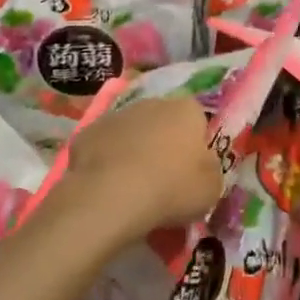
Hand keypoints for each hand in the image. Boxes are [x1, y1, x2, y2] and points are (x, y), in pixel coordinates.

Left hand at [55, 95, 221, 242]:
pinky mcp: (87, 133)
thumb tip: (203, 167)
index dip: (196, 147)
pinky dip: (107, 163)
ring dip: (134, 152)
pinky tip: (107, 188)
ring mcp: (117, 115)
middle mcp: (153, 103)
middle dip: (164, 145)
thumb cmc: (172, 188)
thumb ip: (211, 170)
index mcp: (187, 109)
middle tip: (163, 181)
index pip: (198, 121)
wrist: (112, 195)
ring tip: (132, 188)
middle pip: (163, 123)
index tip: (191, 173)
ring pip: (132, 133)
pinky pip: (104, 148)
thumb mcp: (212, 188)